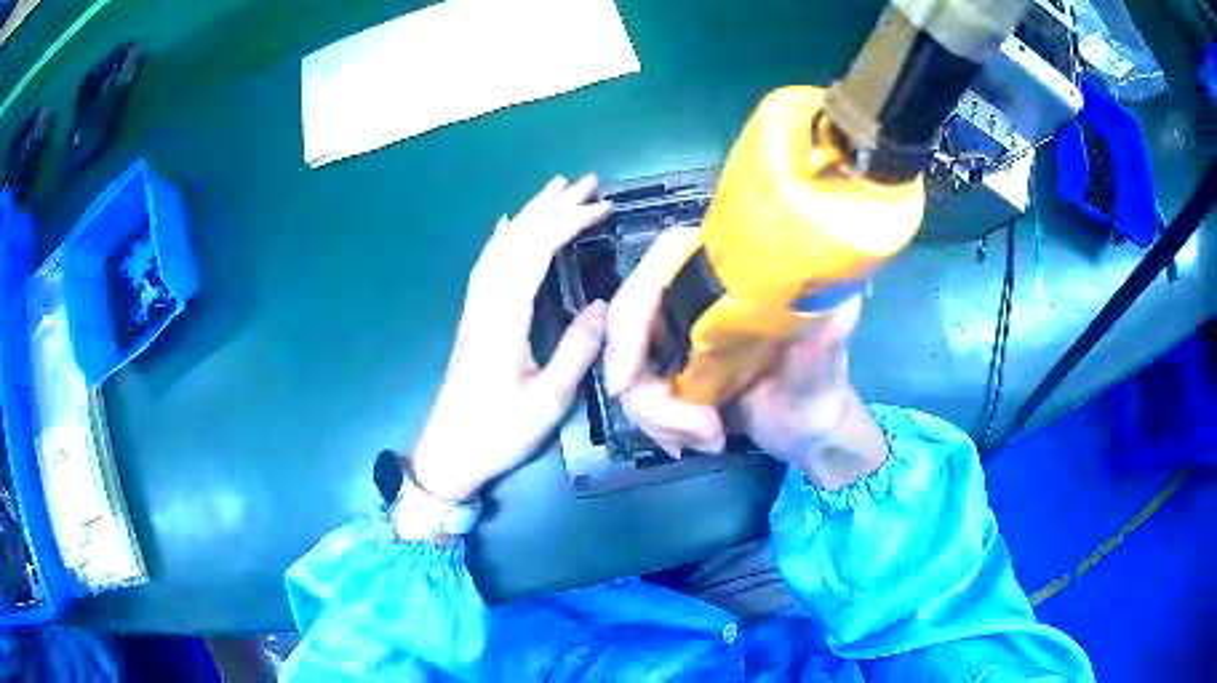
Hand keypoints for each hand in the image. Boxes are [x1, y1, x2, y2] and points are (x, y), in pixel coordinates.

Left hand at [411, 175, 611, 501]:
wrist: (449, 455)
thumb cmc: (497, 432)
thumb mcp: (547, 400)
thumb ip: (576, 350)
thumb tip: (601, 306)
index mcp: (505, 317)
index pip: (537, 251)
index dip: (569, 222)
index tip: (602, 205)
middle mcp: (487, 303)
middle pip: (518, 239)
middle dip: (552, 205)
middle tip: (585, 181)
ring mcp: (476, 310)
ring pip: (500, 247)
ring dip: (529, 214)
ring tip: (553, 190)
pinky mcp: (473, 320)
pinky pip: (487, 265)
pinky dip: (503, 239)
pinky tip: (508, 228)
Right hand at [604, 228, 887, 489]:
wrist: (808, 432)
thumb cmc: (821, 395)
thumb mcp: (824, 372)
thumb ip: (827, 344)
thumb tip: (840, 309)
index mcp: (735, 275)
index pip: (664, 261)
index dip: (634, 313)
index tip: (627, 380)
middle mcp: (700, 294)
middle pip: (632, 324)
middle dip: (650, 391)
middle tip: (698, 432)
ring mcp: (681, 331)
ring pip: (630, 368)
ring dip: (661, 418)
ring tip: (710, 438)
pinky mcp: (672, 365)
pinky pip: (638, 393)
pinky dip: (660, 426)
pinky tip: (696, 442)